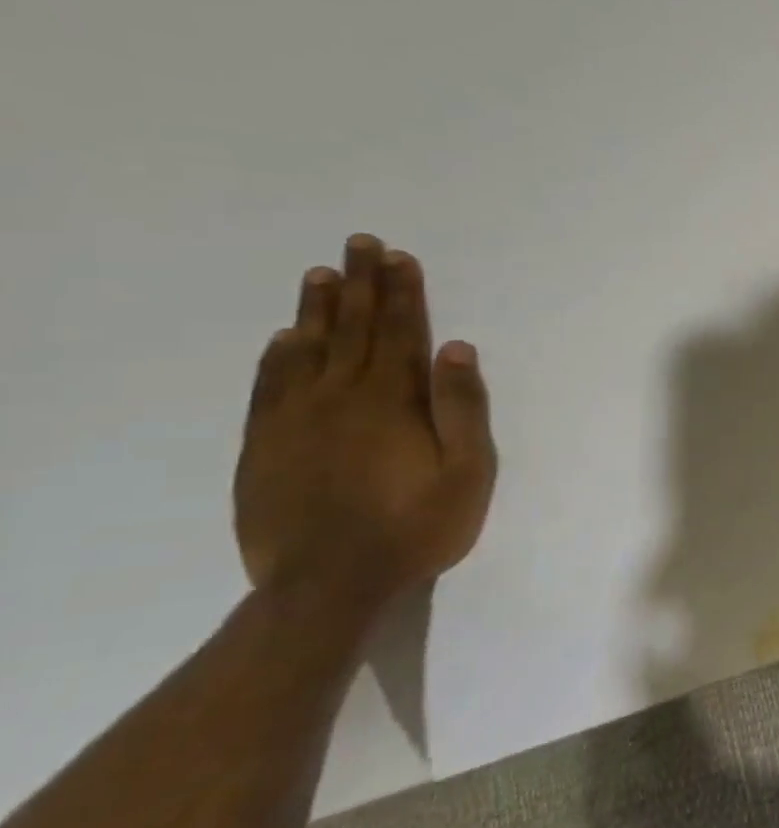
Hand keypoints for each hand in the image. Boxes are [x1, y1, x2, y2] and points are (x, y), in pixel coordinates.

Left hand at [234, 234, 496, 600]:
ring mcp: (295, 419)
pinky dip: (276, 356)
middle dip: (360, 284)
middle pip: (352, 329)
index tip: (399, 257)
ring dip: (317, 309)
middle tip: (360, 243)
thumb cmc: (415, 526)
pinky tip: (283, 338)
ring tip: (321, 273)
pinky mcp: (264, 445)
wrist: (328, 584)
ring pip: (306, 349)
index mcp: (392, 401)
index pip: (399, 333)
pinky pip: (269, 386)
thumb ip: (462, 408)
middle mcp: (340, 397)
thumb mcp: (466, 472)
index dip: (402, 293)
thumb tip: (457, 349)